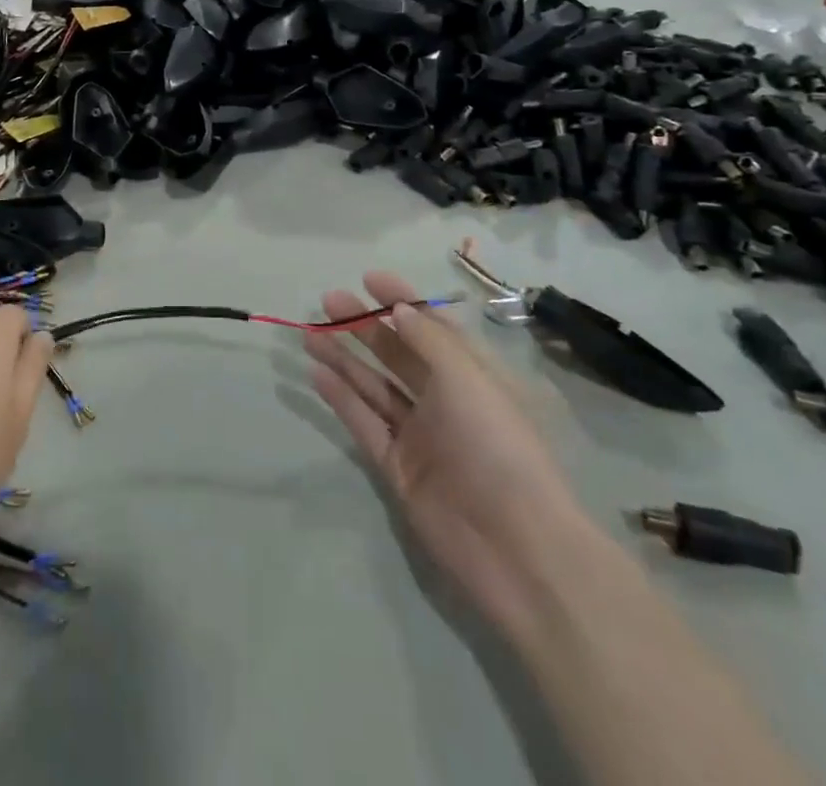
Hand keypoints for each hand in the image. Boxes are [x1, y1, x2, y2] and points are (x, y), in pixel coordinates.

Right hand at [304, 272, 601, 630]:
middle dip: (364, 326)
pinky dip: (341, 398)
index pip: (432, 327)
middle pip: (398, 354)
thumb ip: (429, 340)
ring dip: (344, 358)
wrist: (515, 546)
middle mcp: (445, 401)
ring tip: (310, 333)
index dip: (402, 300)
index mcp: (472, 376)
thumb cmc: (498, 446)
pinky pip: (364, 424)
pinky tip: (317, 373)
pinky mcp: (397, 468)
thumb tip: (400, 309)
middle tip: (328, 301)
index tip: (368, 279)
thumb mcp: (468, 378)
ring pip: (375, 386)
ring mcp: (419, 436)